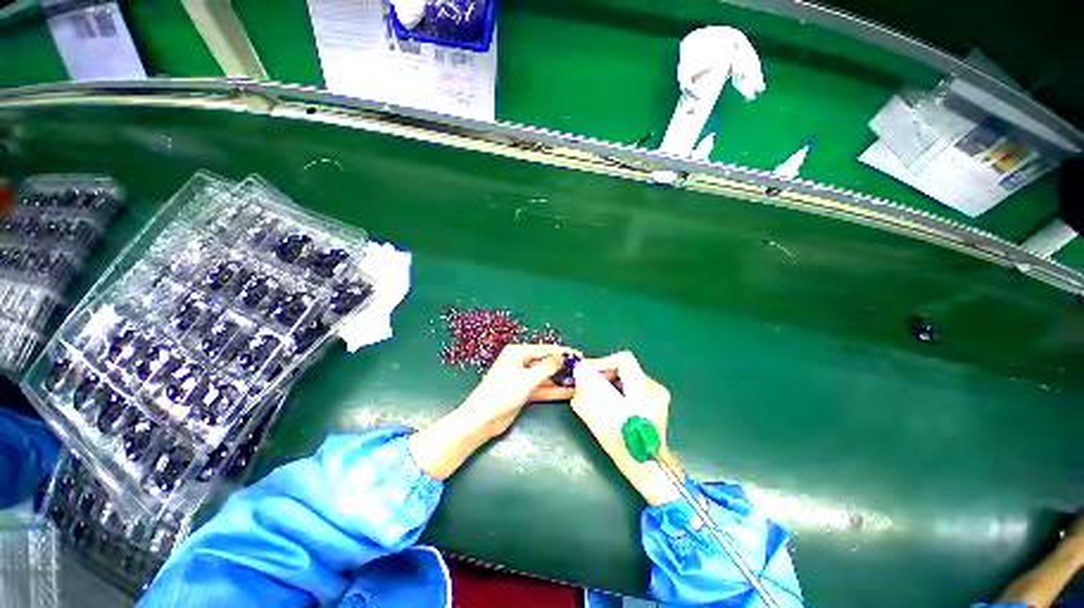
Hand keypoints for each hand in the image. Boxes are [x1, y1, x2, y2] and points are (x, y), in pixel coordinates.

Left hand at [409, 344, 575, 479]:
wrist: (482, 420)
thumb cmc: (502, 393)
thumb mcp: (527, 379)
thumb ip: (547, 367)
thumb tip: (562, 357)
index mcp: (517, 353)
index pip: (545, 349)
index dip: (563, 352)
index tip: (579, 355)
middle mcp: (520, 362)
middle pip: (546, 362)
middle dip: (563, 366)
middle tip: (582, 370)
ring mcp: (522, 378)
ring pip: (546, 376)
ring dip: (560, 379)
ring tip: (580, 381)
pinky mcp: (524, 391)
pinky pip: (542, 388)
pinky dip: (554, 390)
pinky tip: (569, 392)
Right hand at [571, 351, 681, 505]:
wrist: (651, 468)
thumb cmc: (627, 451)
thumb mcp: (601, 426)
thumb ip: (586, 401)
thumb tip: (578, 380)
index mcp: (643, 393)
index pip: (623, 360)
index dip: (602, 362)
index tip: (588, 372)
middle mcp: (653, 388)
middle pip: (625, 365)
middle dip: (604, 370)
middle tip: (589, 382)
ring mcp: (657, 392)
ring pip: (628, 373)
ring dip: (611, 378)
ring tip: (598, 391)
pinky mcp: (656, 398)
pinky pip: (633, 382)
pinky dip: (619, 385)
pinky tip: (611, 399)